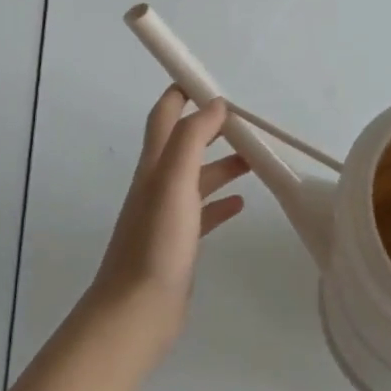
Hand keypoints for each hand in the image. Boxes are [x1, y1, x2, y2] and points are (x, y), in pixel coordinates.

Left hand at [87, 89, 249, 348]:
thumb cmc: (157, 241)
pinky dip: (221, 201)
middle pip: (183, 143)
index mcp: (154, 165)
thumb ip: (192, 138)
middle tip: (242, 120)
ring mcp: (167, 215)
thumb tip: (213, 104)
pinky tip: (241, 203)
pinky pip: (203, 212)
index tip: (206, 79)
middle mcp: (157, 184)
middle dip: (209, 126)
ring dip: (221, 163)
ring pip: (197, 177)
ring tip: (254, 159)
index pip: (163, 115)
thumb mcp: (174, 180)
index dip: (180, 92)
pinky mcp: (179, 243)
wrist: (137, 312)